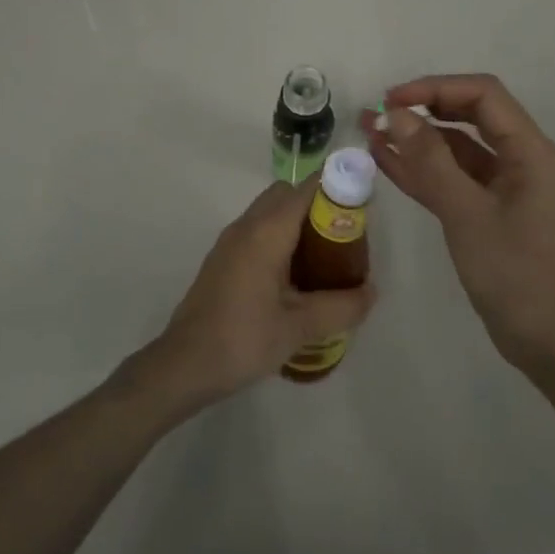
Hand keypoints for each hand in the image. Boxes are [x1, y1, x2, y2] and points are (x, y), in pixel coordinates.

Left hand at [146, 180, 377, 404]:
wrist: (183, 365)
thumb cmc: (243, 339)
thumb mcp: (299, 327)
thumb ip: (340, 307)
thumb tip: (371, 292)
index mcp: (267, 231)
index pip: (306, 188)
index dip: (335, 189)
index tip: (360, 209)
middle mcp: (247, 226)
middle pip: (287, 194)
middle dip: (317, 206)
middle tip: (342, 239)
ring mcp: (230, 241)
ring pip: (270, 212)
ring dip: (297, 223)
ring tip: (323, 259)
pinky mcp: (222, 259)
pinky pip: (257, 231)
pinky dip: (279, 238)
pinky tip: (293, 278)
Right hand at [365, 74, 554, 374]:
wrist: (546, 344)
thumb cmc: (513, 274)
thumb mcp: (466, 213)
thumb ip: (430, 160)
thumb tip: (396, 114)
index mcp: (530, 151)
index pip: (483, 95)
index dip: (436, 88)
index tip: (393, 99)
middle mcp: (521, 159)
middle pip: (469, 116)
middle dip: (423, 111)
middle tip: (379, 114)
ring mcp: (505, 186)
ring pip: (457, 148)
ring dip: (417, 140)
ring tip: (371, 133)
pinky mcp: (489, 210)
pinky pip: (453, 178)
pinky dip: (422, 170)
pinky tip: (386, 162)